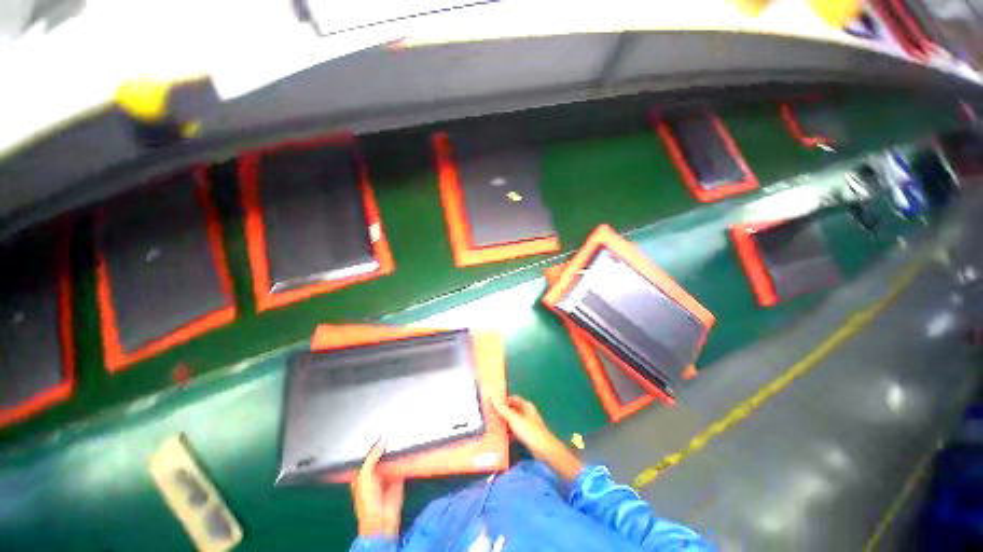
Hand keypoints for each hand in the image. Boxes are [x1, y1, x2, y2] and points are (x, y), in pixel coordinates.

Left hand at [351, 439, 404, 537]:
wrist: (382, 520)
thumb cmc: (367, 500)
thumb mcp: (365, 475)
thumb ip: (372, 456)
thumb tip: (383, 439)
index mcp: (362, 474)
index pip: (368, 455)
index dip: (373, 444)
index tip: (380, 431)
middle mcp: (375, 473)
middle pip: (381, 455)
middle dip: (386, 446)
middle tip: (393, 430)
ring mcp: (387, 476)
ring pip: (392, 459)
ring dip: (396, 451)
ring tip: (402, 434)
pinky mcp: (399, 478)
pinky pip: (402, 465)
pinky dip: (405, 458)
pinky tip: (408, 447)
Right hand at [491, 395, 582, 482]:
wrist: (544, 450)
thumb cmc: (529, 431)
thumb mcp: (514, 419)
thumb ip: (503, 409)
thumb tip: (492, 397)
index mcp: (526, 406)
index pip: (512, 399)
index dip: (503, 401)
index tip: (492, 405)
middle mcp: (527, 413)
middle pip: (513, 410)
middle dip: (502, 413)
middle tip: (490, 416)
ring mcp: (528, 424)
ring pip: (514, 421)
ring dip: (505, 423)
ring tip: (493, 427)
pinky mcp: (527, 435)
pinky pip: (516, 431)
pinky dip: (509, 432)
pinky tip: (501, 437)